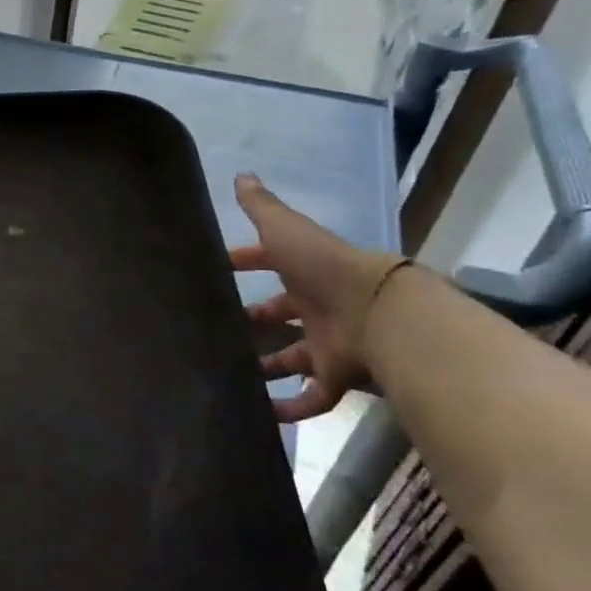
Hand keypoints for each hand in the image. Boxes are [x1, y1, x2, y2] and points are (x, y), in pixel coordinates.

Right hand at [228, 173, 407, 422]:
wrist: (376, 310)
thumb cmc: (323, 267)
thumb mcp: (285, 230)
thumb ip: (262, 208)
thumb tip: (241, 175)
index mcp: (304, 272)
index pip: (268, 264)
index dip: (243, 263)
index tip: (214, 271)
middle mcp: (316, 308)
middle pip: (278, 316)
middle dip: (252, 322)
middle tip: (216, 330)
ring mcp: (326, 344)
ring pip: (290, 358)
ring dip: (265, 367)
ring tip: (228, 374)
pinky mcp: (336, 376)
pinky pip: (311, 397)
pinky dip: (289, 408)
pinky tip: (260, 415)